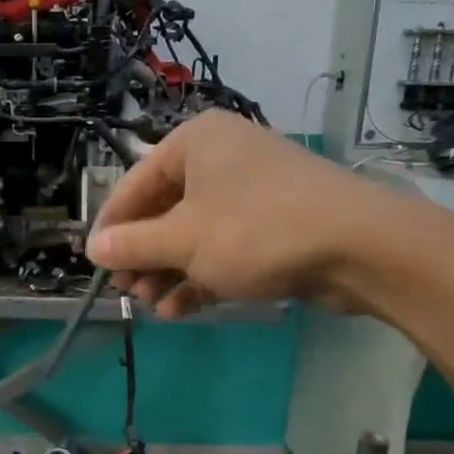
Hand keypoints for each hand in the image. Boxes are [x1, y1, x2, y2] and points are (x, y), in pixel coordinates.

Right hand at [86, 111, 447, 316]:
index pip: (134, 184)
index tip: (95, 265)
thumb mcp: (183, 241)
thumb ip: (133, 245)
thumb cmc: (256, 230)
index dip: (111, 227)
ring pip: (194, 233)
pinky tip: (179, 309)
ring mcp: (251, 191)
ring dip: (169, 272)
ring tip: (151, 306)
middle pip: (164, 211)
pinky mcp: (274, 223)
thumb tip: (93, 249)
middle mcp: (221, 159)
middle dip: (144, 256)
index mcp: (195, 143)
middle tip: (127, 292)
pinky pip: (224, 247)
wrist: (360, 245)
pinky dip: (201, 276)